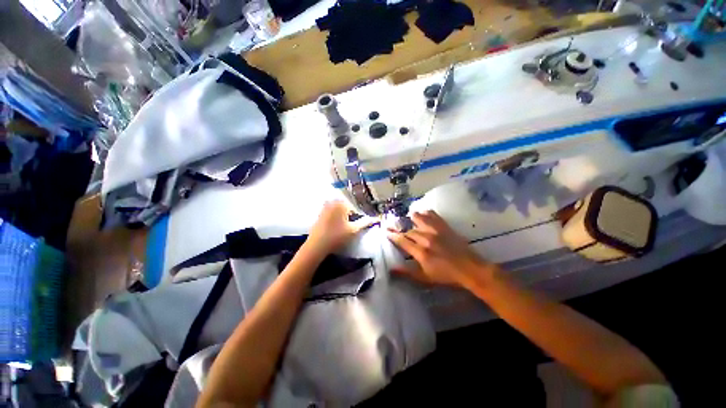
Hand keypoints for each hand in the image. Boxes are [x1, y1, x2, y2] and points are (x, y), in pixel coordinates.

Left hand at [307, 200, 374, 254]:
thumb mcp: (353, 230)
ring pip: (338, 208)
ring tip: (345, 224)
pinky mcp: (320, 214)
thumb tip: (374, 218)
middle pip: (346, 205)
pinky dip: (335, 216)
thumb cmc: (336, 236)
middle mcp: (333, 202)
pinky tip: (336, 225)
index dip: (359, 214)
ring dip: (343, 214)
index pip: (355, 206)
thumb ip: (364, 223)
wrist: (317, 245)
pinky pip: (331, 212)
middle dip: (351, 212)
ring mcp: (325, 208)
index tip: (360, 221)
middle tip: (353, 222)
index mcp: (342, 204)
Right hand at [387, 210, 494, 287]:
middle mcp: (426, 238)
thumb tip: (391, 269)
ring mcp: (436, 231)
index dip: (393, 236)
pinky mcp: (445, 227)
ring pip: (419, 219)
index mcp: (421, 252)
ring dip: (412, 218)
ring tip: (409, 217)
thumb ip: (407, 272)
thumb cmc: (446, 275)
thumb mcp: (425, 278)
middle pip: (409, 231)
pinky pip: (433, 215)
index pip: (402, 241)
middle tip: (395, 226)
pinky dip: (427, 213)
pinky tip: (424, 212)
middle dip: (400, 229)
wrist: (470, 269)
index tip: (386, 231)